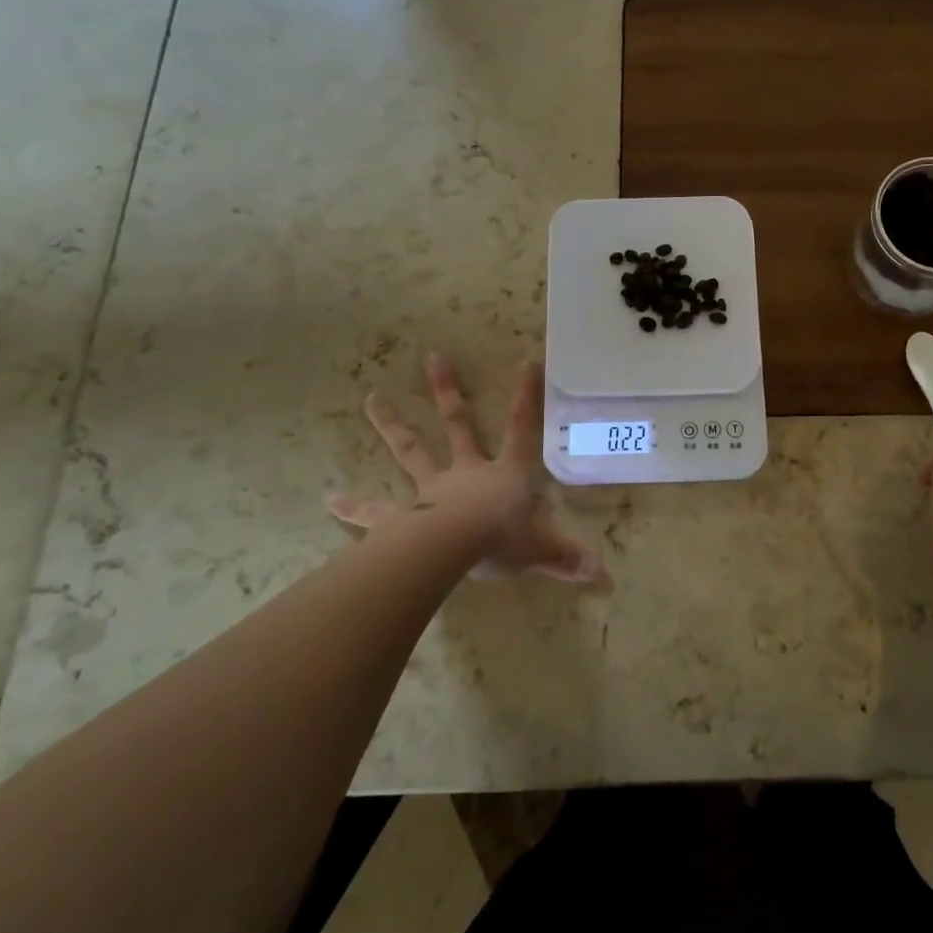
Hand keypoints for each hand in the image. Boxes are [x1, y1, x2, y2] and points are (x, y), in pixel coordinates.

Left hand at [328, 355, 601, 582]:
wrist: (451, 550)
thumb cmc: (500, 542)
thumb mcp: (540, 550)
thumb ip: (566, 558)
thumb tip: (602, 574)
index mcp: (505, 474)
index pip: (522, 429)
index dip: (526, 397)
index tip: (528, 363)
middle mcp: (467, 472)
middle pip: (458, 424)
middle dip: (447, 391)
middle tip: (432, 357)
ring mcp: (431, 490)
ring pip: (410, 450)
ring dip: (391, 425)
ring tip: (370, 399)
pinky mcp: (401, 517)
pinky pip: (376, 511)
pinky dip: (354, 506)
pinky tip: (330, 498)